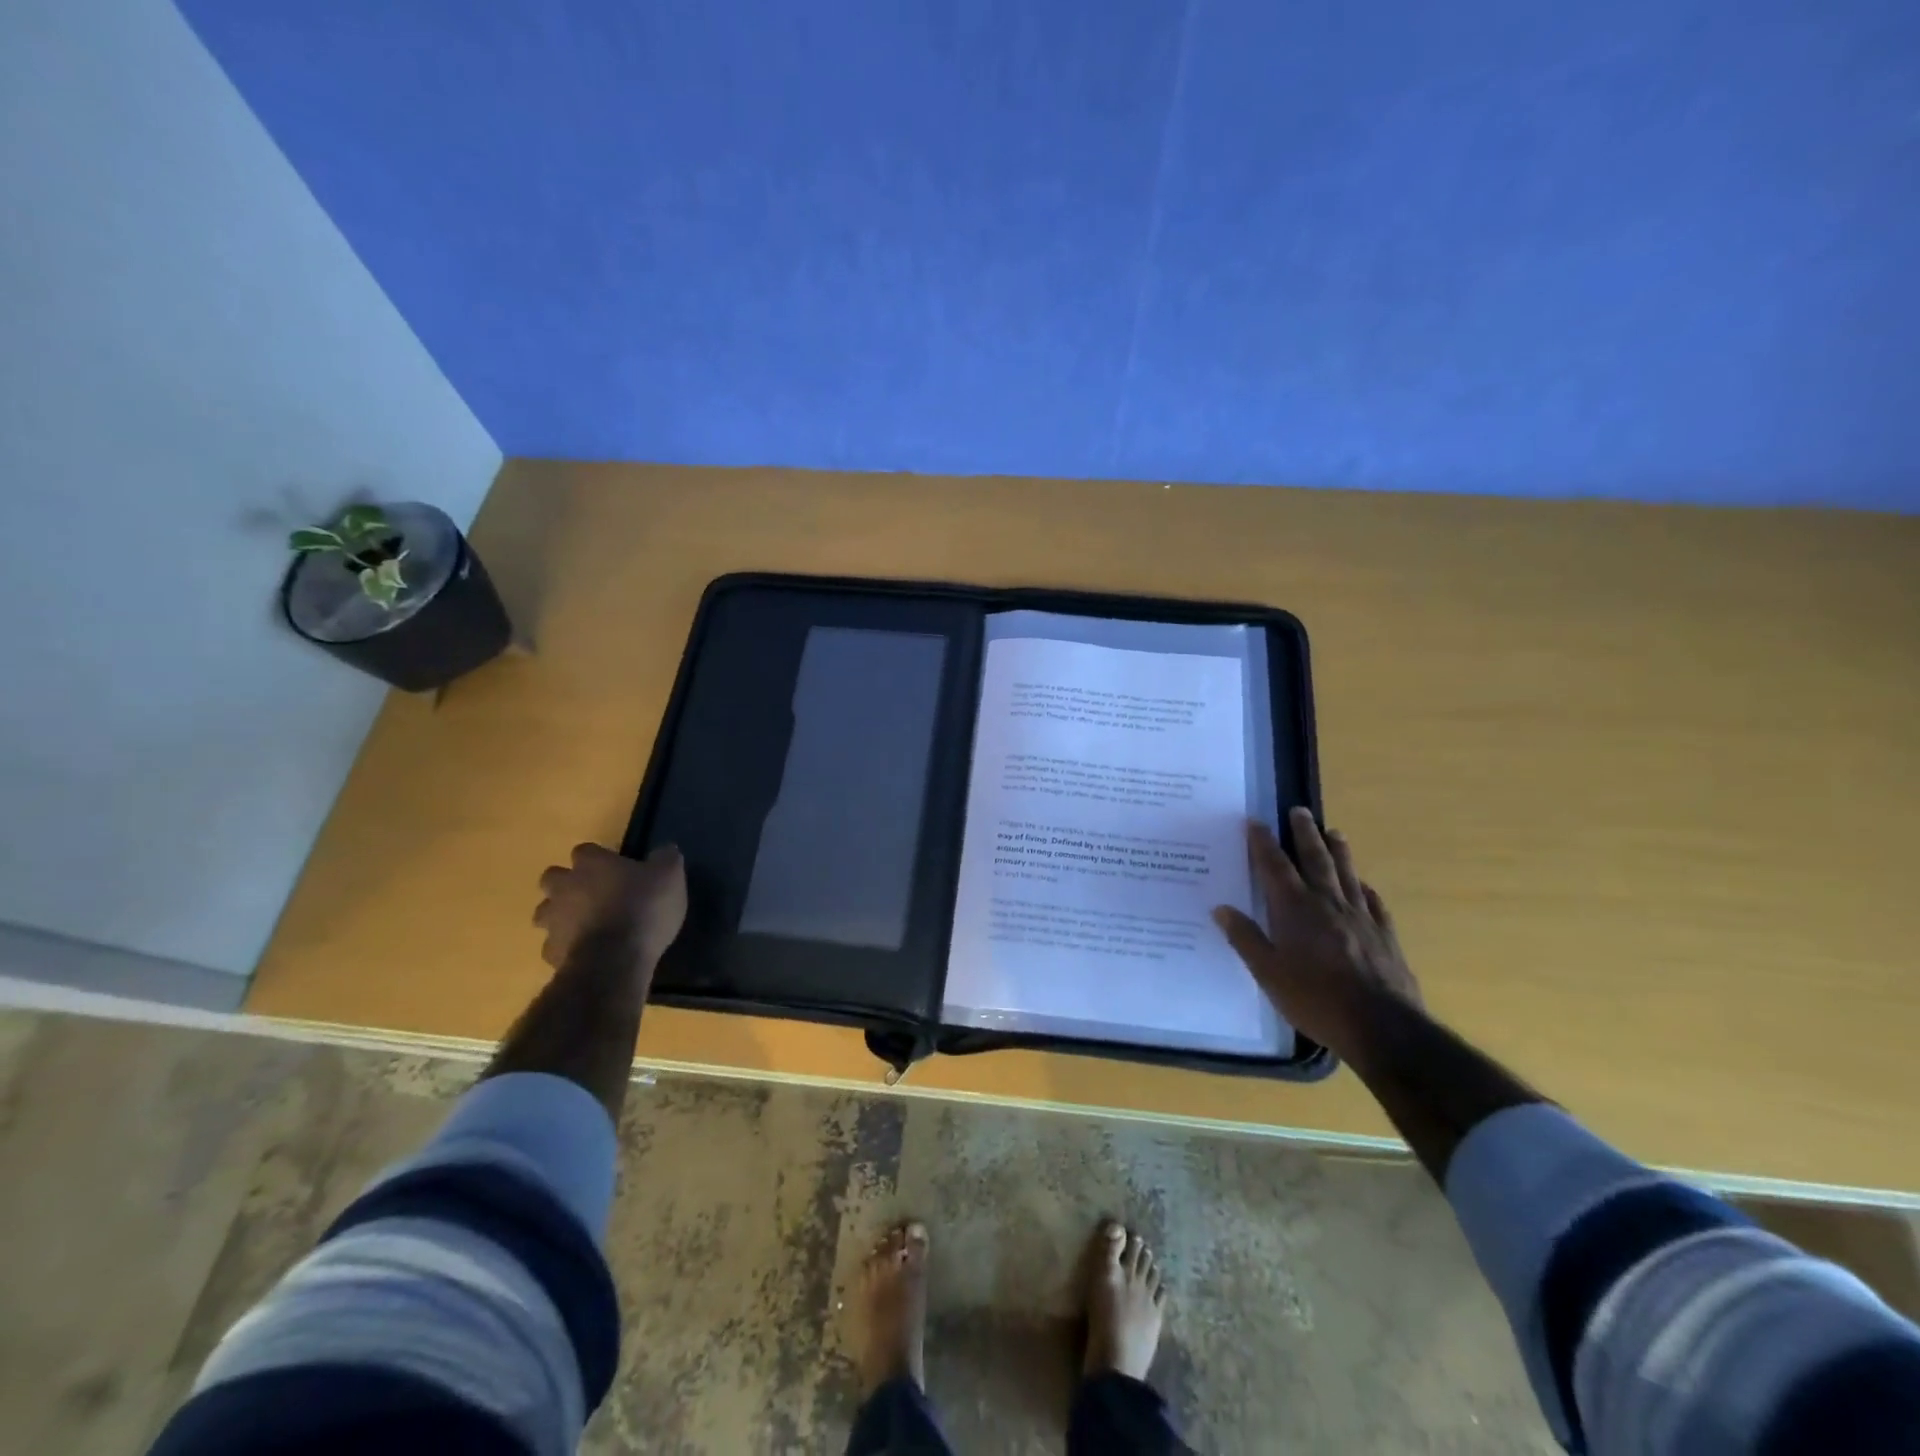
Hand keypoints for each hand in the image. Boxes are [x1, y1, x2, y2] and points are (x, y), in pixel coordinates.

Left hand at [534, 843, 686, 979]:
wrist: (615, 960)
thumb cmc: (643, 908)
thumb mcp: (670, 876)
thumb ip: (666, 859)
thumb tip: (665, 851)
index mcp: (592, 864)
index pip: (585, 851)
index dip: (598, 858)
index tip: (615, 868)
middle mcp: (565, 887)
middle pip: (553, 878)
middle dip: (567, 884)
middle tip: (592, 894)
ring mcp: (554, 920)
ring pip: (546, 912)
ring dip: (560, 915)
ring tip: (586, 925)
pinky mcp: (552, 952)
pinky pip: (554, 945)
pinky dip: (567, 946)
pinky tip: (586, 952)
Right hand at [1213, 808, 1422, 1063]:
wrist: (1383, 1027)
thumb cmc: (1316, 999)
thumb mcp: (1268, 973)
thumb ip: (1246, 938)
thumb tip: (1221, 909)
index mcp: (1295, 909)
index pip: (1275, 866)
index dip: (1263, 842)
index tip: (1255, 821)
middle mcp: (1328, 903)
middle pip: (1315, 859)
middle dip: (1304, 833)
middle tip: (1300, 810)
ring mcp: (1361, 917)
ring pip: (1347, 874)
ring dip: (1338, 850)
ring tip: (1334, 831)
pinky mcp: (1385, 935)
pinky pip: (1374, 902)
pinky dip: (1365, 888)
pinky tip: (1365, 885)